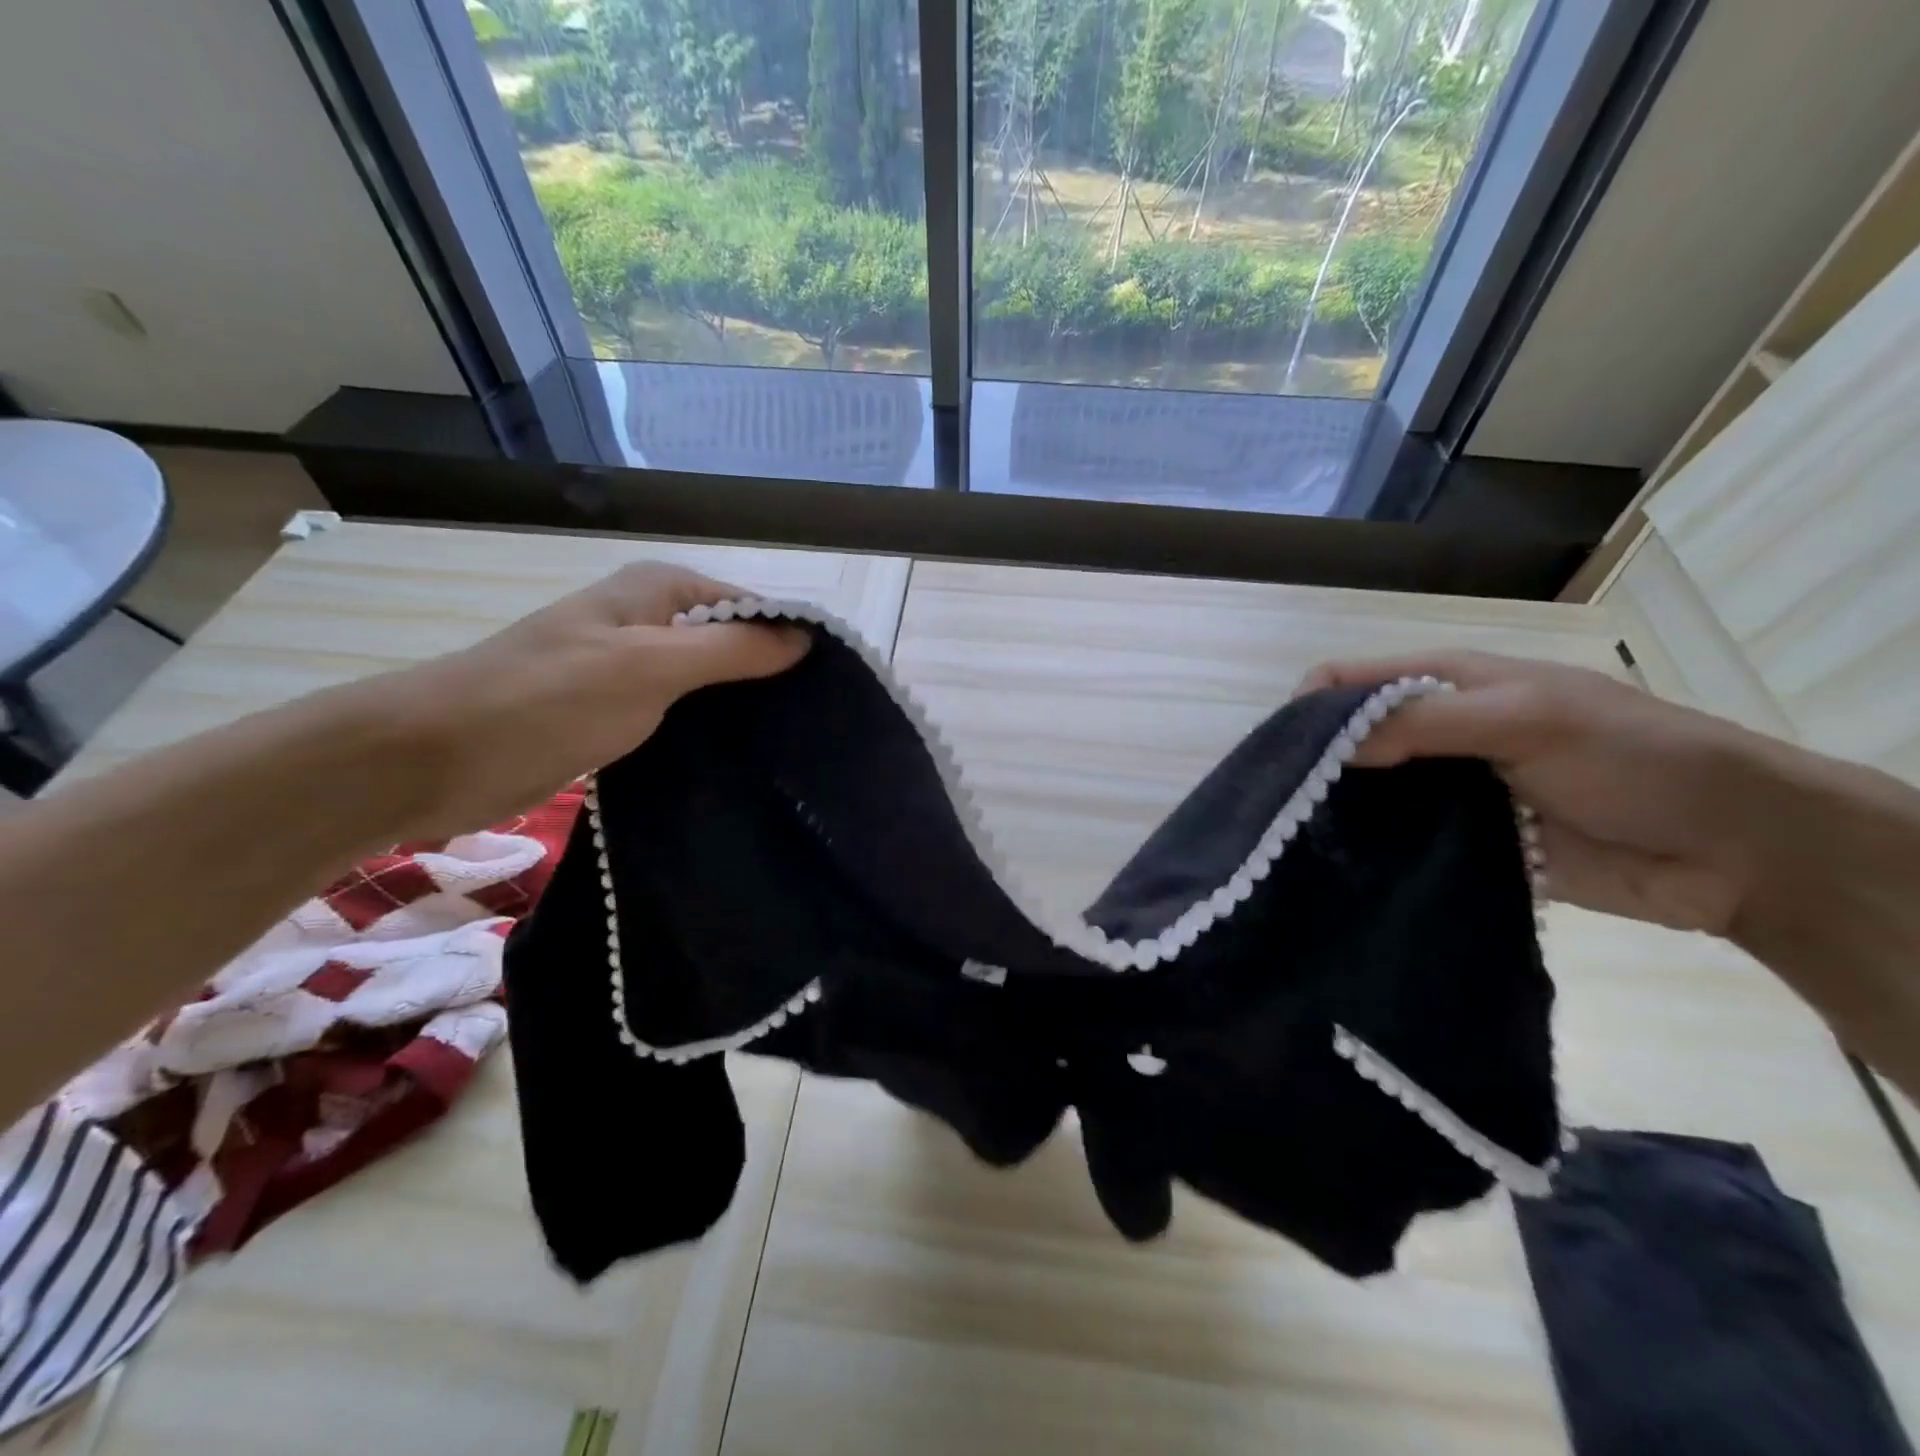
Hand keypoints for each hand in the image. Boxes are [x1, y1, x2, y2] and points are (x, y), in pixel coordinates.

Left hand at [360, 562, 808, 837]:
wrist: (435, 757)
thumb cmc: (548, 699)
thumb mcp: (651, 666)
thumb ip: (731, 649)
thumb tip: (806, 638)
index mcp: (659, 591)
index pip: (751, 607)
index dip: (792, 640)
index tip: (834, 690)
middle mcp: (650, 620)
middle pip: (733, 642)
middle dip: (773, 677)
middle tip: (819, 725)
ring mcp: (632, 667)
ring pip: (710, 682)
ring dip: (744, 708)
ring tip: (794, 746)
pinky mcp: (617, 711)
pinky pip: (682, 713)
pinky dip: (710, 731)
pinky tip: (743, 760)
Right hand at [1297, 652, 1765, 934]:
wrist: (1735, 850)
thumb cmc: (1634, 758)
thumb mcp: (1527, 718)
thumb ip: (1425, 722)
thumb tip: (1327, 743)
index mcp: (1445, 684)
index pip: (1348, 682)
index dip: (1308, 708)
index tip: (1283, 756)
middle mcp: (1434, 732)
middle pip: (1348, 739)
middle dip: (1313, 765)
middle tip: (1282, 809)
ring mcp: (1445, 790)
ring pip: (1367, 793)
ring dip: (1338, 812)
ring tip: (1302, 845)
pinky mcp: (1460, 843)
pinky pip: (1398, 842)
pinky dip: (1371, 851)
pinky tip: (1346, 870)